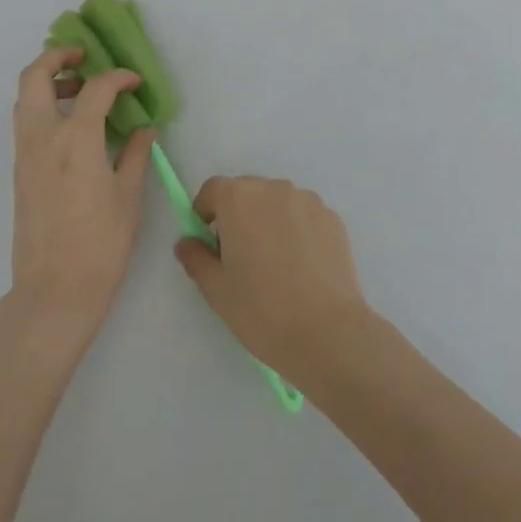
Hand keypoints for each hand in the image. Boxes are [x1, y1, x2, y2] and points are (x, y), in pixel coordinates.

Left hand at [9, 47, 154, 332]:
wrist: (54, 291)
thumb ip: (137, 153)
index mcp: (76, 139)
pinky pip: (25, 122)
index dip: (119, 77)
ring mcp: (25, 154)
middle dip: (57, 57)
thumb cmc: (101, 244)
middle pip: (35, 76)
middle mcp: (43, 137)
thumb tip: (144, 128)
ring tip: (80, 90)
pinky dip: (43, 106)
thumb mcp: (129, 196)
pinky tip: (72, 125)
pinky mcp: (19, 171)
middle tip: (83, 57)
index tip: (135, 82)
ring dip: (48, 81)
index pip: (96, 88)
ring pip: (24, 98)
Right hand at [173, 177, 374, 387]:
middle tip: (240, 258)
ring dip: (269, 221)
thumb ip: (196, 258)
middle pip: (246, 192)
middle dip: (238, 216)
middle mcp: (274, 188)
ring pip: (277, 203)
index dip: (206, 212)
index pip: (213, 190)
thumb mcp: (216, 290)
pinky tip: (302, 267)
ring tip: (275, 264)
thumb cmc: (261, 310)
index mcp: (239, 198)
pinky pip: (304, 216)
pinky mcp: (333, 218)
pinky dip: (297, 231)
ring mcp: (308, 201)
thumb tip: (188, 242)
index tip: (209, 243)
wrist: (327, 332)